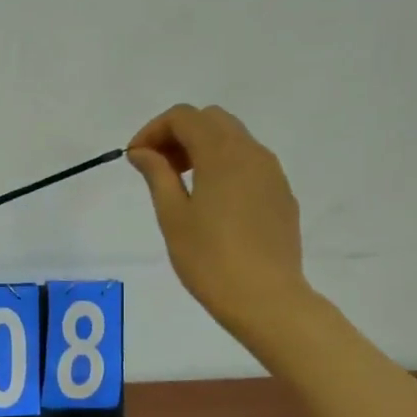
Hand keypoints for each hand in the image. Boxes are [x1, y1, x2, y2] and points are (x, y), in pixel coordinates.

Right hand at [127, 105, 316, 348]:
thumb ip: (157, 174)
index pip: (184, 117)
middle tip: (157, 167)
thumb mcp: (172, 216)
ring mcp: (272, 173)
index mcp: (222, 154)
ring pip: (234, 139)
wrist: (265, 298)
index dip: (153, 130)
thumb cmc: (209, 259)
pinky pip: (249, 164)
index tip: (135, 158)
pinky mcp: (281, 194)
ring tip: (180, 184)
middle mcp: (251, 153)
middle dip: (179, 134)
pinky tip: (211, 202)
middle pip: (211, 120)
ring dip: (202, 148)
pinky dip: (224, 166)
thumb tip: (142, 152)